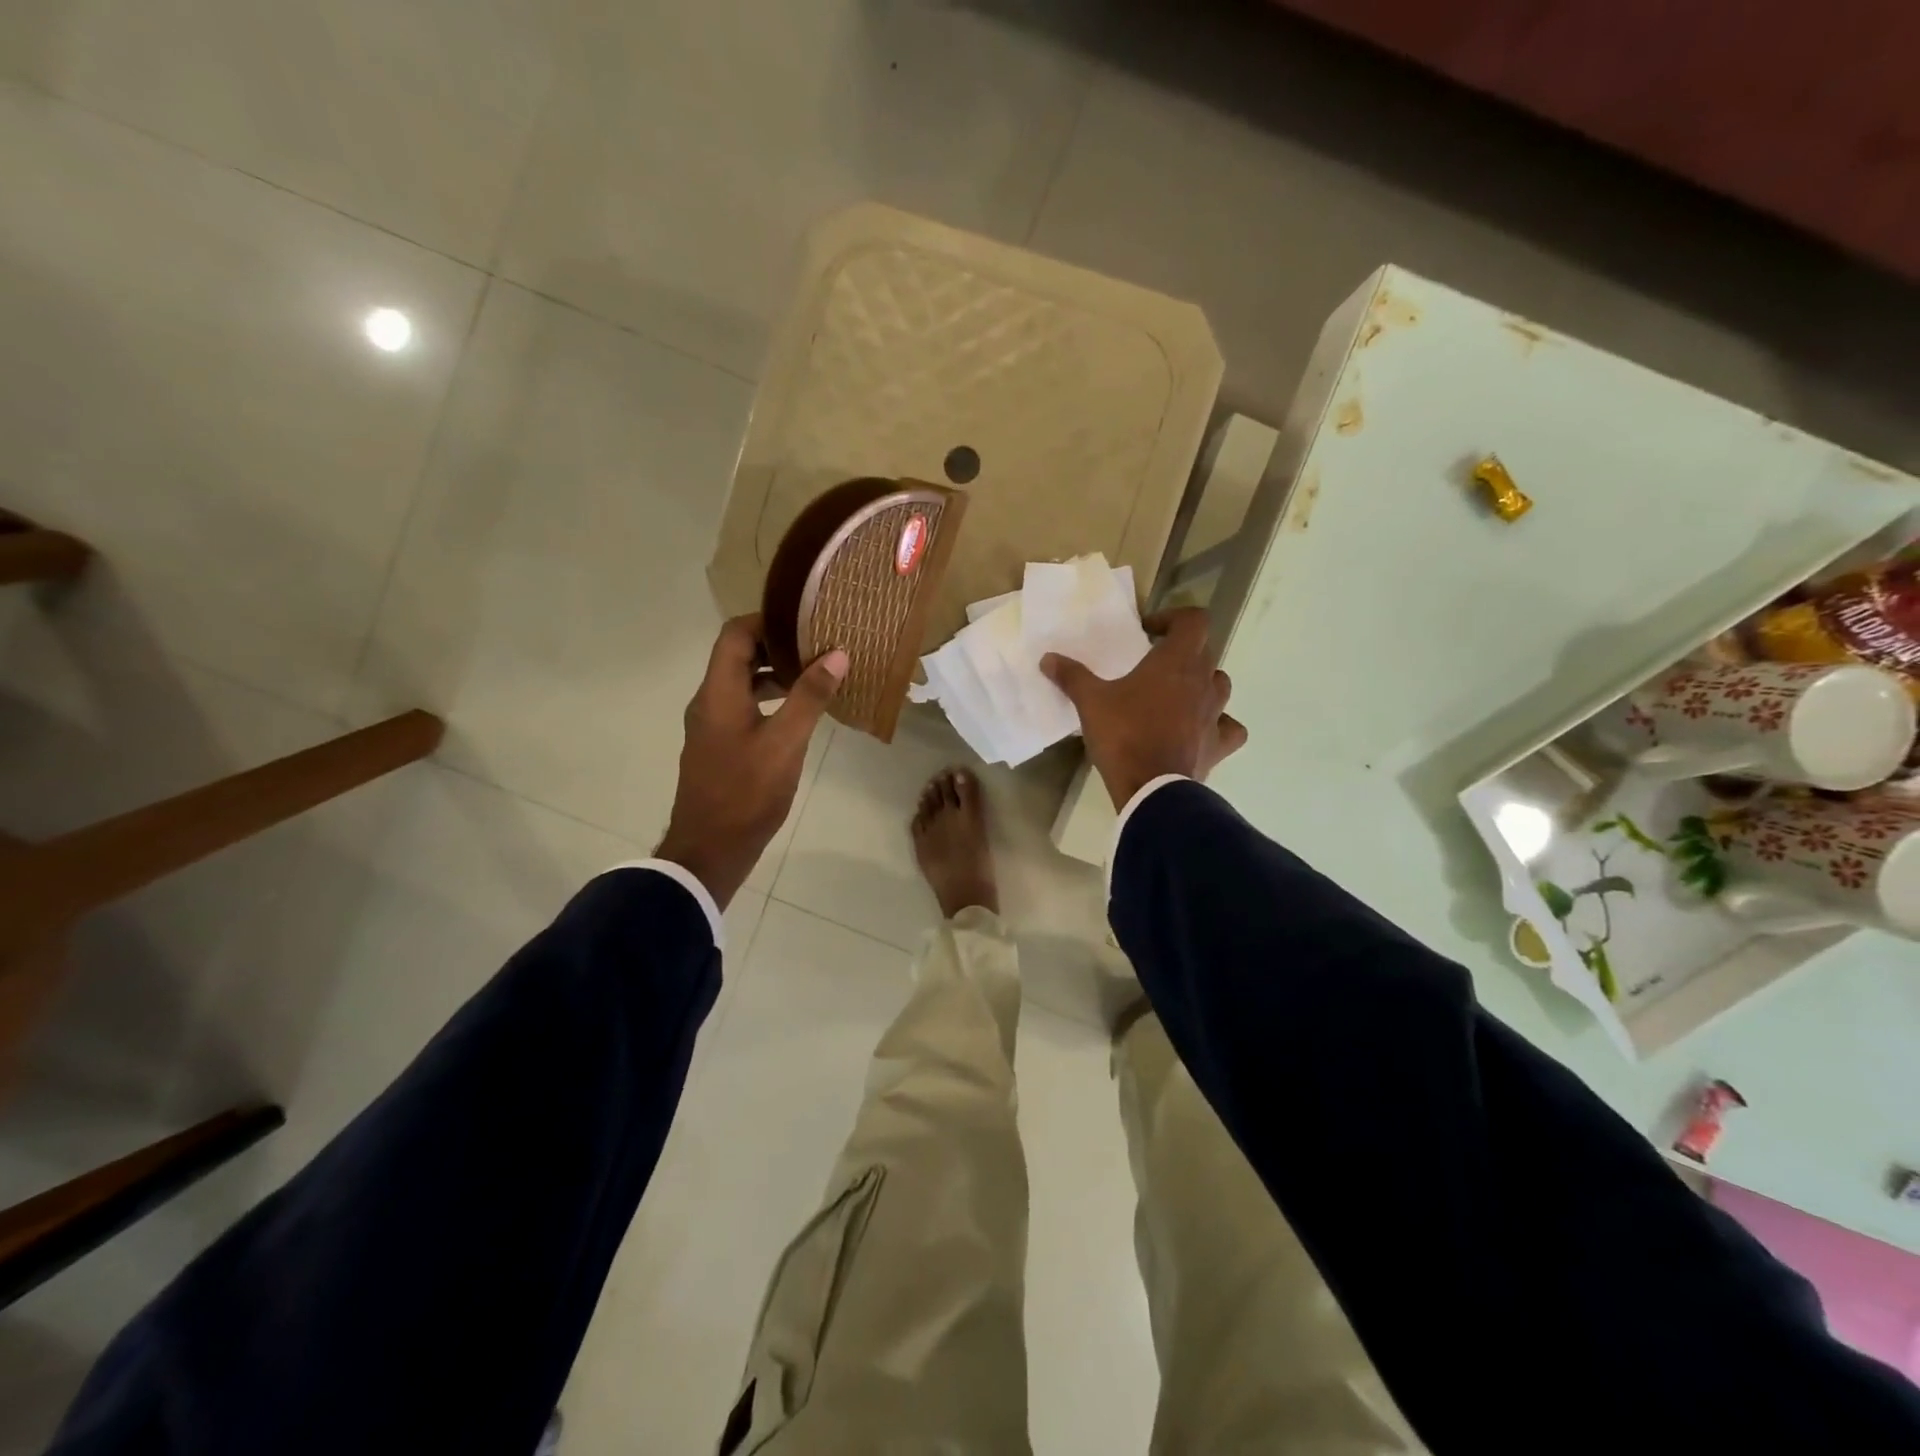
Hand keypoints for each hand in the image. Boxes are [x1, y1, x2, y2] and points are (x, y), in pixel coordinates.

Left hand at [655, 615, 846, 907]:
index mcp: (718, 693)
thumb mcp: (785, 743)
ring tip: (817, 674)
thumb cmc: (747, 793)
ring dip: (776, 674)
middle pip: (738, 656)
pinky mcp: (720, 746)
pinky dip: (771, 700)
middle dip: (777, 646)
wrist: (710, 850)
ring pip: (743, 684)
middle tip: (819, 643)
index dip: (767, 620)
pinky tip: (801, 713)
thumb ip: (810, 697)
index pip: (735, 634)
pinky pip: (744, 707)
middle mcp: (709, 701)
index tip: (805, 619)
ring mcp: (712, 726)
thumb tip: (837, 653)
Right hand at [1041, 605, 1248, 810]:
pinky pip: (1229, 727)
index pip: (1194, 620)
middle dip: (1181, 651)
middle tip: (1153, 664)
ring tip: (1175, 695)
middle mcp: (1203, 681)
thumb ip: (1071, 676)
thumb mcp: (1090, 702)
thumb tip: (1047, 658)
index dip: (1173, 618)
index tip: (1148, 632)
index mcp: (1176, 661)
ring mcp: (1216, 713)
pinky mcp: (1219, 744)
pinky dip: (1219, 724)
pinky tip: (1201, 729)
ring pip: (1219, 685)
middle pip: (1205, 651)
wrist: (1150, 788)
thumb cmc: (1123, 735)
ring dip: (1201, 683)